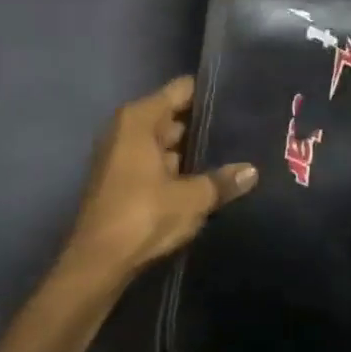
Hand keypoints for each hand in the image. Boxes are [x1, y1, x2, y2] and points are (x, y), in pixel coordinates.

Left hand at [60, 76, 256, 285]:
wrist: (98, 261)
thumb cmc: (143, 216)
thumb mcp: (191, 199)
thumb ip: (222, 182)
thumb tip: (252, 171)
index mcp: (139, 120)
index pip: (180, 90)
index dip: (209, 94)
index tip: (238, 99)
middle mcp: (126, 129)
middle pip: (173, 116)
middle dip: (204, 126)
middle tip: (243, 131)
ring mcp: (121, 154)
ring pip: (165, 143)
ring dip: (191, 152)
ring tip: (233, 154)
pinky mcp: (120, 179)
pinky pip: (155, 162)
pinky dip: (176, 169)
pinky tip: (206, 179)